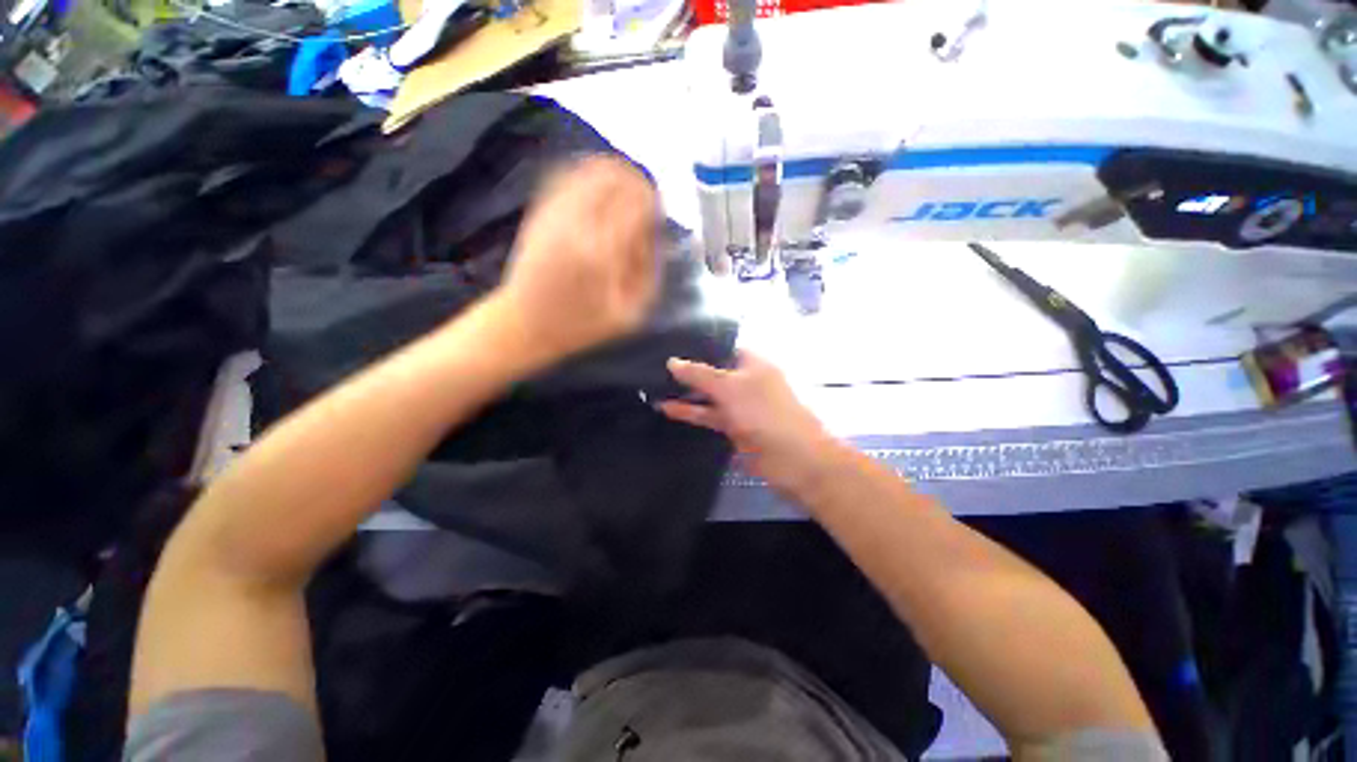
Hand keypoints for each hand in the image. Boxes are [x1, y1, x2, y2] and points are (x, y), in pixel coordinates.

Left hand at [497, 156, 659, 360]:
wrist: (526, 324)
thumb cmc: (582, 325)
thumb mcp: (630, 313)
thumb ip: (650, 272)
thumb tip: (656, 232)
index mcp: (603, 253)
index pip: (638, 204)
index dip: (655, 203)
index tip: (660, 213)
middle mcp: (577, 225)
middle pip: (617, 178)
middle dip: (638, 185)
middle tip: (647, 201)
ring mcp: (554, 214)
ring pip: (592, 170)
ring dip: (616, 175)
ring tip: (627, 190)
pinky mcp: (540, 211)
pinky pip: (568, 175)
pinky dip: (589, 174)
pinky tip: (600, 186)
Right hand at [658, 351, 842, 501]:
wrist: (792, 459)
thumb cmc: (763, 411)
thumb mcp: (729, 387)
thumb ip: (699, 374)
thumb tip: (672, 361)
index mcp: (752, 362)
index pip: (722, 347)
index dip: (698, 346)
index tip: (671, 344)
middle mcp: (745, 379)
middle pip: (713, 371)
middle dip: (688, 370)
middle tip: (655, 365)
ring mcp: (740, 404)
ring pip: (709, 395)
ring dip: (686, 393)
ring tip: (654, 386)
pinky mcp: (734, 426)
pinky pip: (709, 415)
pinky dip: (690, 412)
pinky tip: (666, 408)